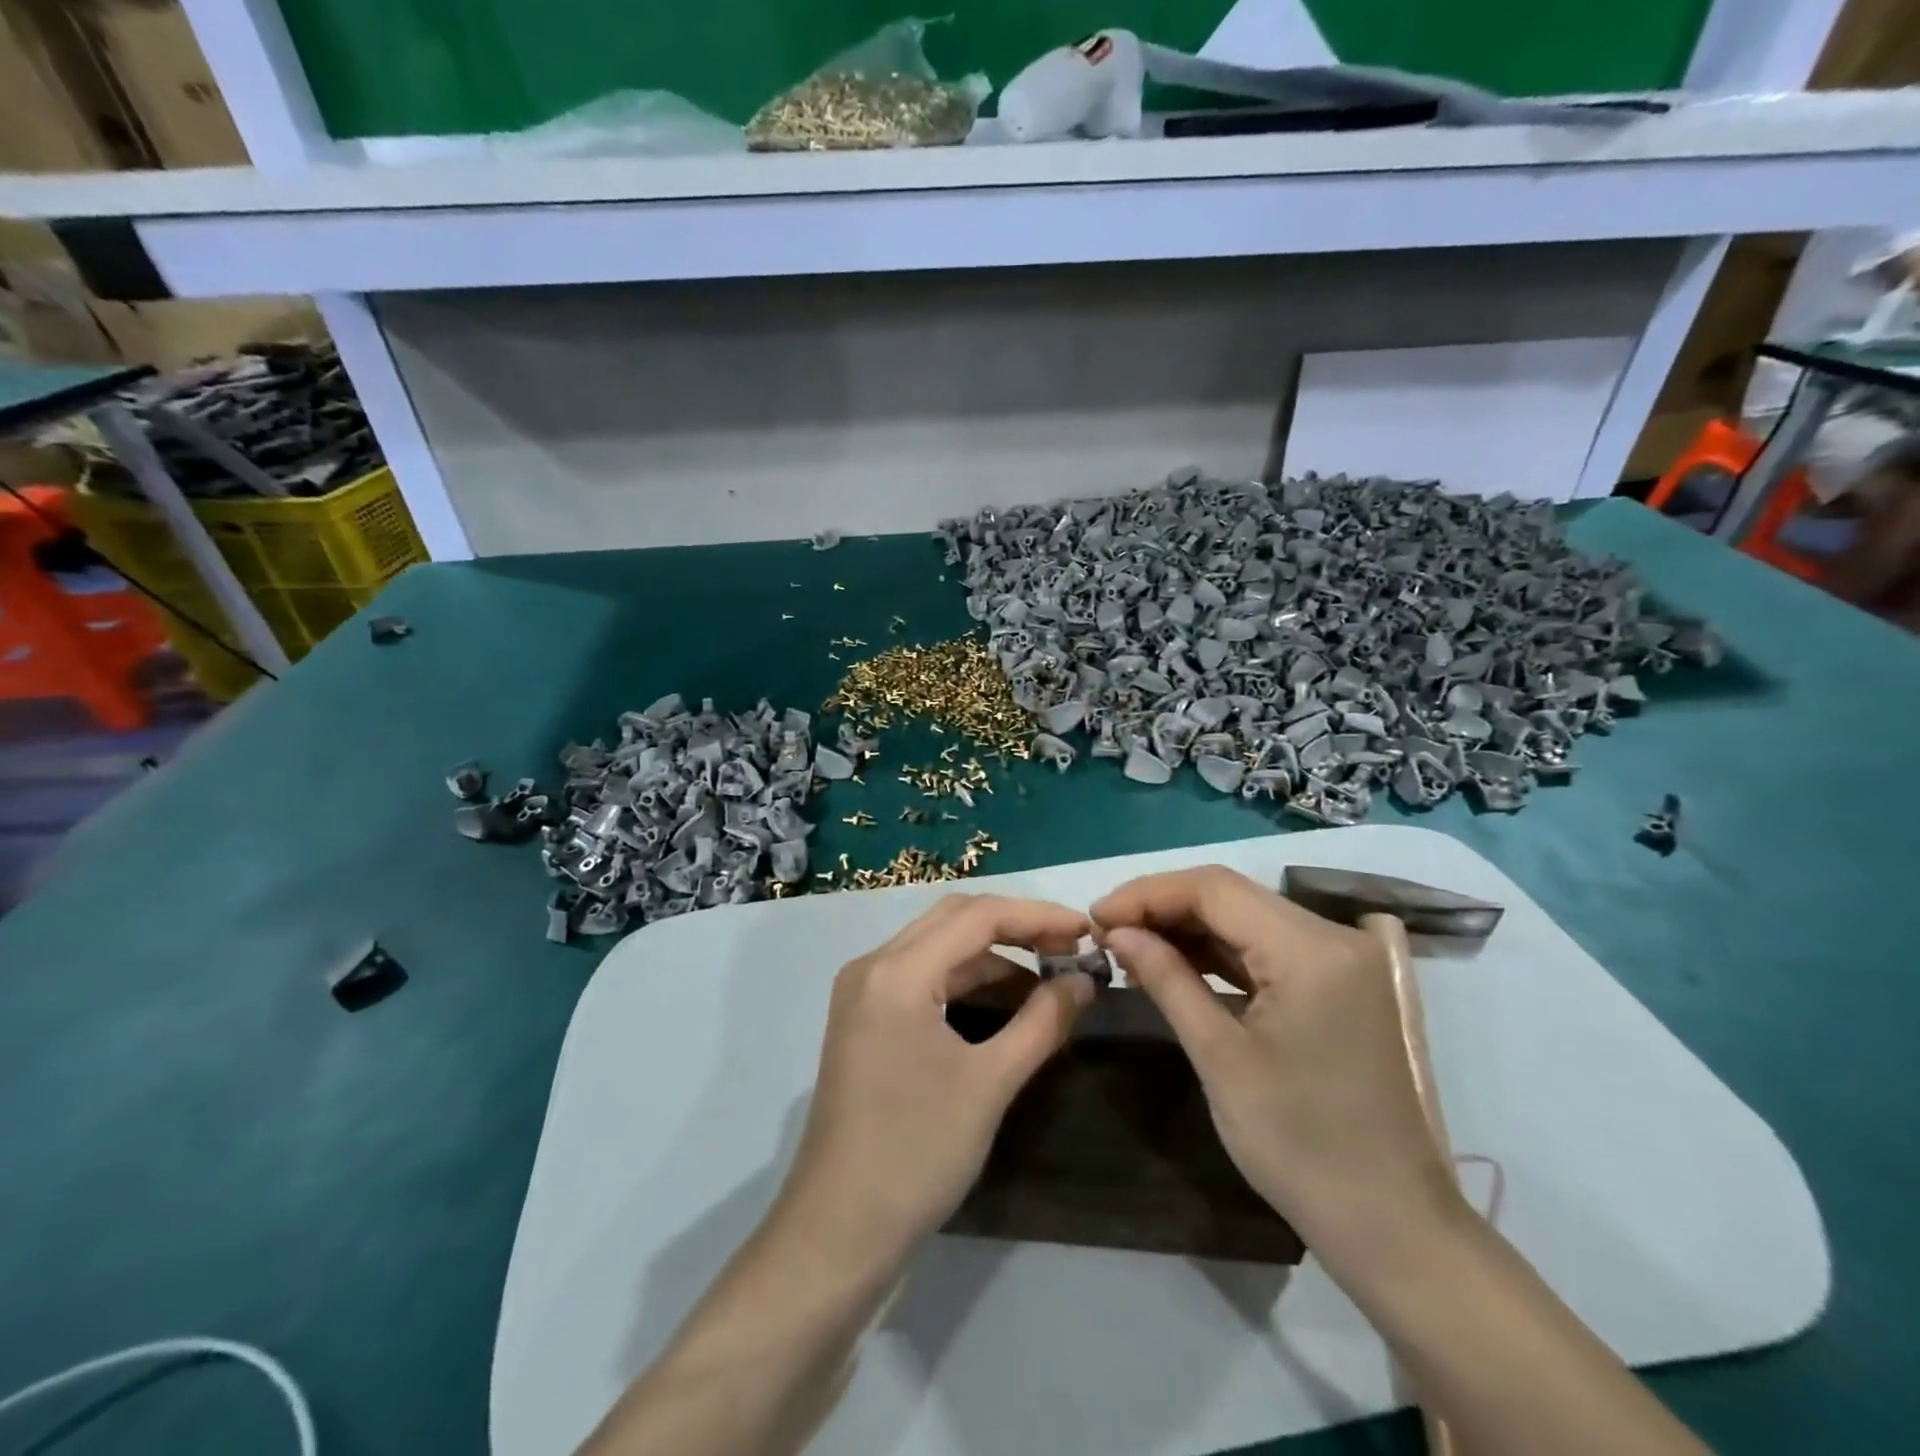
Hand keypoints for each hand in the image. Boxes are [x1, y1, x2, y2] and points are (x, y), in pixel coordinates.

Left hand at [775, 894, 1095, 1270]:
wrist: (838, 1231)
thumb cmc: (916, 1154)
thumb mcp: (990, 1084)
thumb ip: (1042, 1022)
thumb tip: (1084, 980)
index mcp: (896, 972)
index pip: (977, 916)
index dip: (1037, 916)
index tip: (1085, 930)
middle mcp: (873, 966)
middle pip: (954, 919)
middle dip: (1015, 927)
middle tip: (1068, 947)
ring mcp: (863, 992)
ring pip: (939, 947)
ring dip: (992, 956)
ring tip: (1047, 978)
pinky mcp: (864, 1017)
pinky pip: (923, 976)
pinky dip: (966, 980)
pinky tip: (1005, 1004)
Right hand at [1093, 867, 1463, 1263]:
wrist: (1391, 1226)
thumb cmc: (1300, 1146)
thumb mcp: (1220, 1058)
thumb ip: (1166, 979)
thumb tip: (1116, 932)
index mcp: (1313, 951)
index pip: (1214, 889)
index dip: (1147, 894)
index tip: (1095, 917)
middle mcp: (1334, 937)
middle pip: (1230, 896)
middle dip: (1162, 907)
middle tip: (1106, 933)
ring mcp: (1341, 959)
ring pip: (1245, 917)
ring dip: (1186, 928)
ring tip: (1129, 947)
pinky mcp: (1338, 982)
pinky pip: (1265, 947)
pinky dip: (1217, 952)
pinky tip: (1175, 963)